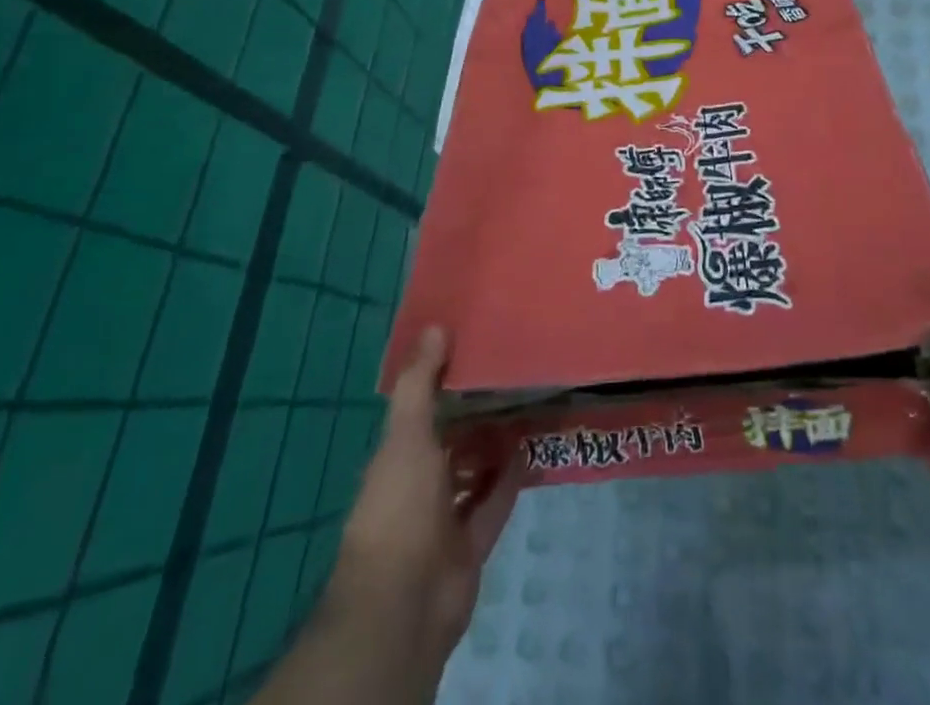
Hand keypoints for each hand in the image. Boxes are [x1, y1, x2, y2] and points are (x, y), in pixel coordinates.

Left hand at [313, 327, 518, 700]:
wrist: (404, 602)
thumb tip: (435, 326)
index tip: (474, 349)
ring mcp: (444, 516)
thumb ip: (420, 382)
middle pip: (452, 439)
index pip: (422, 409)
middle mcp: (418, 483)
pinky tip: (532, 449)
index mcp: (397, 456)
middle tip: (513, 373)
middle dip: (477, 412)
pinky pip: (494, 502)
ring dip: (495, 444)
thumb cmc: (399, 506)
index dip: (444, 381)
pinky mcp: (471, 542)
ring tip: (529, 404)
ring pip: (474, 470)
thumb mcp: (406, 434)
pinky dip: (510, 479)